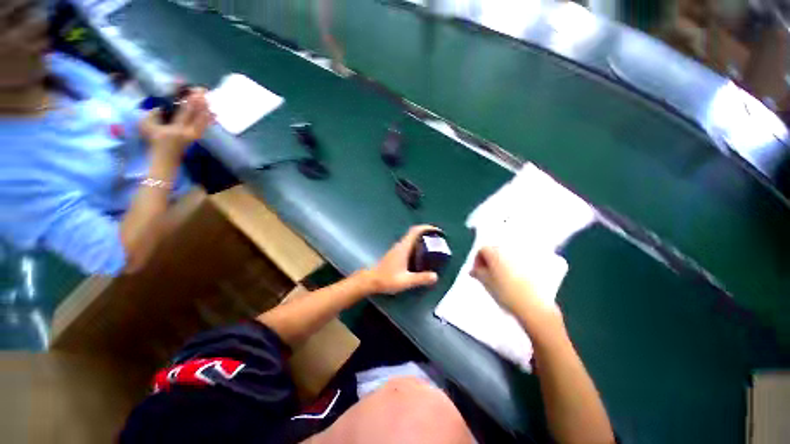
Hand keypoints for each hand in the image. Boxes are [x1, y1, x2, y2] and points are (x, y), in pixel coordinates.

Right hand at [139, 89, 212, 161]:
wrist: (165, 159)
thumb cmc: (154, 142)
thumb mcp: (146, 127)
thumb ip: (152, 115)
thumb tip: (161, 107)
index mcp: (176, 128)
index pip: (185, 112)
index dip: (190, 102)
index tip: (194, 92)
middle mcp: (188, 132)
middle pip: (197, 115)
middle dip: (201, 102)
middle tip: (204, 91)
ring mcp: (194, 135)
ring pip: (203, 120)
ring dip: (206, 108)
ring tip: (209, 99)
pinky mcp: (196, 137)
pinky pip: (205, 126)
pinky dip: (209, 119)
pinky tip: (213, 113)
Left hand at [366, 225, 440, 293]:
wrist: (371, 281)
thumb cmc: (387, 279)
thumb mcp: (405, 281)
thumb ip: (420, 279)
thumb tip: (435, 276)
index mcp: (403, 247)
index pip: (415, 231)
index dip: (426, 228)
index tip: (437, 230)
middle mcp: (400, 245)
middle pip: (414, 233)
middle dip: (427, 234)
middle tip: (438, 240)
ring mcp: (397, 249)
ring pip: (411, 239)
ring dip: (422, 239)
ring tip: (433, 247)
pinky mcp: (396, 253)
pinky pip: (409, 245)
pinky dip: (417, 246)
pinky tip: (421, 256)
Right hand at [471, 246, 562, 333]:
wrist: (533, 306)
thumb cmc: (505, 292)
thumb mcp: (486, 283)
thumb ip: (477, 273)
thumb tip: (473, 271)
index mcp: (496, 253)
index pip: (482, 250)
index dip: (477, 260)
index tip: (477, 272)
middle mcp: (509, 251)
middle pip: (495, 252)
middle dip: (488, 262)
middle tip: (486, 276)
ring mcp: (522, 258)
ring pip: (506, 258)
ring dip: (500, 266)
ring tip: (499, 281)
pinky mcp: (533, 267)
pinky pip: (518, 264)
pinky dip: (512, 270)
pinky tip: (512, 283)